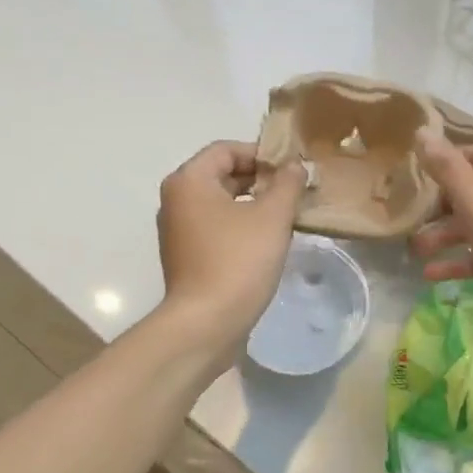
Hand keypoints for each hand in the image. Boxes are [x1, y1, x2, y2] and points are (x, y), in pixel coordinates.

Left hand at [156, 141, 306, 354]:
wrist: (206, 323)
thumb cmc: (238, 261)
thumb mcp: (272, 217)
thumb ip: (287, 184)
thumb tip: (295, 166)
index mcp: (189, 181)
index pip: (227, 149)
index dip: (262, 154)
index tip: (292, 170)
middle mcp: (176, 200)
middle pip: (222, 174)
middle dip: (260, 179)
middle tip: (295, 192)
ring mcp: (178, 230)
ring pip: (221, 203)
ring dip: (253, 204)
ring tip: (287, 216)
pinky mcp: (186, 256)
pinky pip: (216, 227)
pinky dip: (241, 226)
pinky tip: (267, 242)